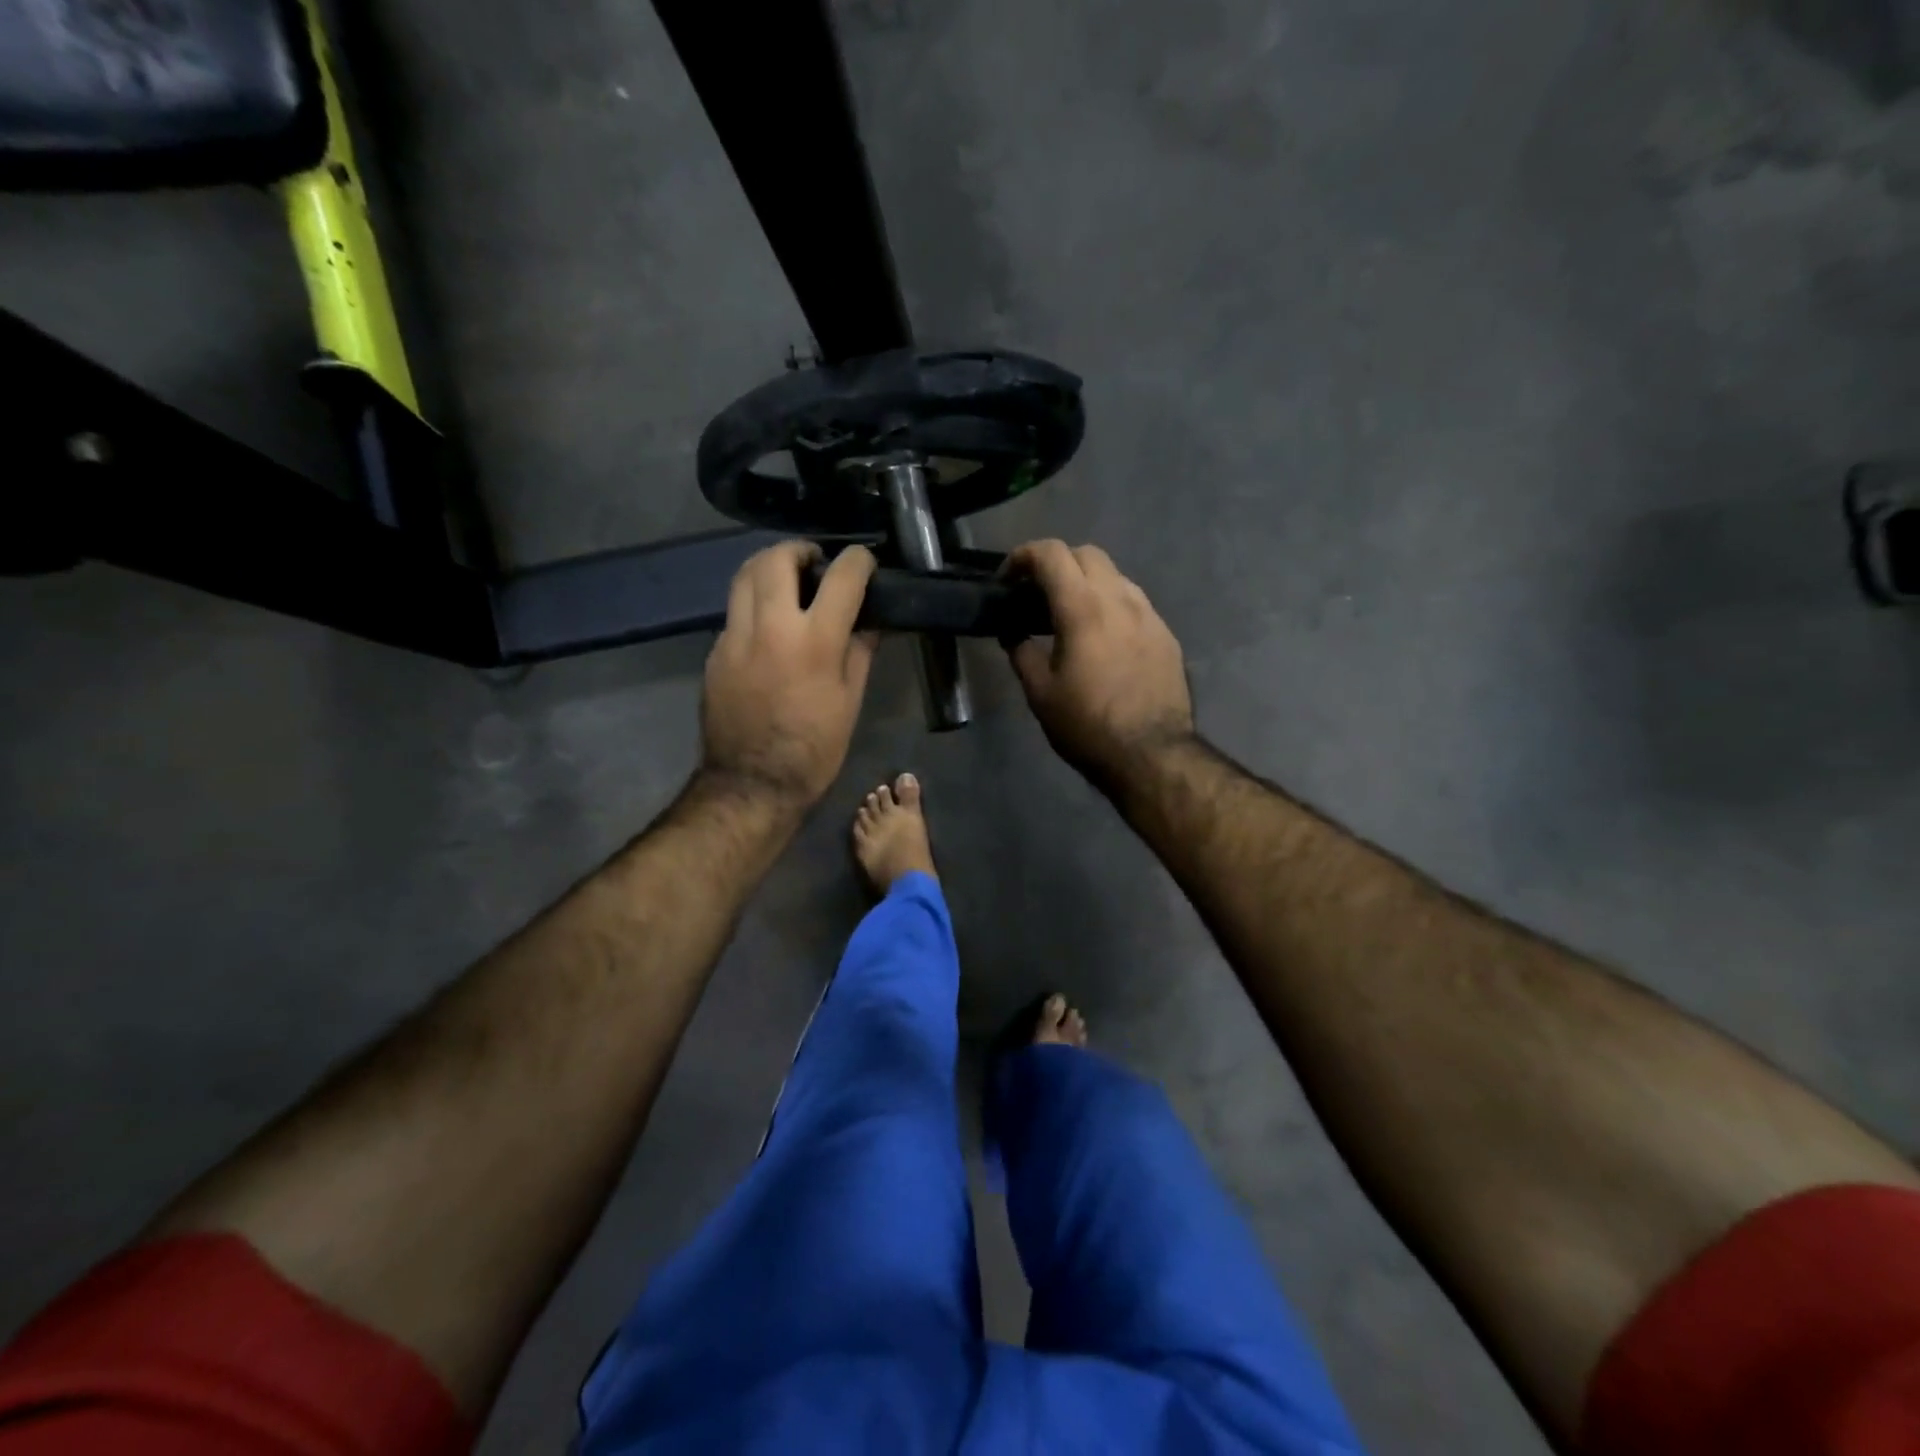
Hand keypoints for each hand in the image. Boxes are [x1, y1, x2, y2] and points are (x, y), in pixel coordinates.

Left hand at [701, 543, 878, 806]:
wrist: (752, 784)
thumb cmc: (814, 749)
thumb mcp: (850, 702)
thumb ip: (859, 652)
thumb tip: (868, 622)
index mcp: (815, 642)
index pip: (841, 577)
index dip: (858, 561)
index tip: (864, 563)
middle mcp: (771, 627)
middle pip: (778, 559)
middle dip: (799, 550)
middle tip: (815, 562)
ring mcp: (735, 637)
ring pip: (744, 576)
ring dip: (768, 566)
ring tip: (786, 578)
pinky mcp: (715, 652)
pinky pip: (734, 610)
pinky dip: (753, 602)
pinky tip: (767, 624)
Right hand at [1006, 541, 1194, 785]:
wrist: (1152, 755)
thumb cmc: (1087, 726)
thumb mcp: (1041, 694)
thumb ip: (1021, 653)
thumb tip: (1012, 633)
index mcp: (1084, 608)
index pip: (1052, 554)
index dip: (1023, 556)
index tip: (1008, 579)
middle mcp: (1120, 599)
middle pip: (1087, 554)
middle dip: (1057, 563)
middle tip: (1037, 594)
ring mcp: (1150, 615)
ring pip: (1115, 576)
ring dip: (1087, 582)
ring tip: (1070, 615)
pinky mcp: (1166, 635)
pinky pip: (1134, 603)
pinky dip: (1111, 605)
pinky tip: (1103, 637)